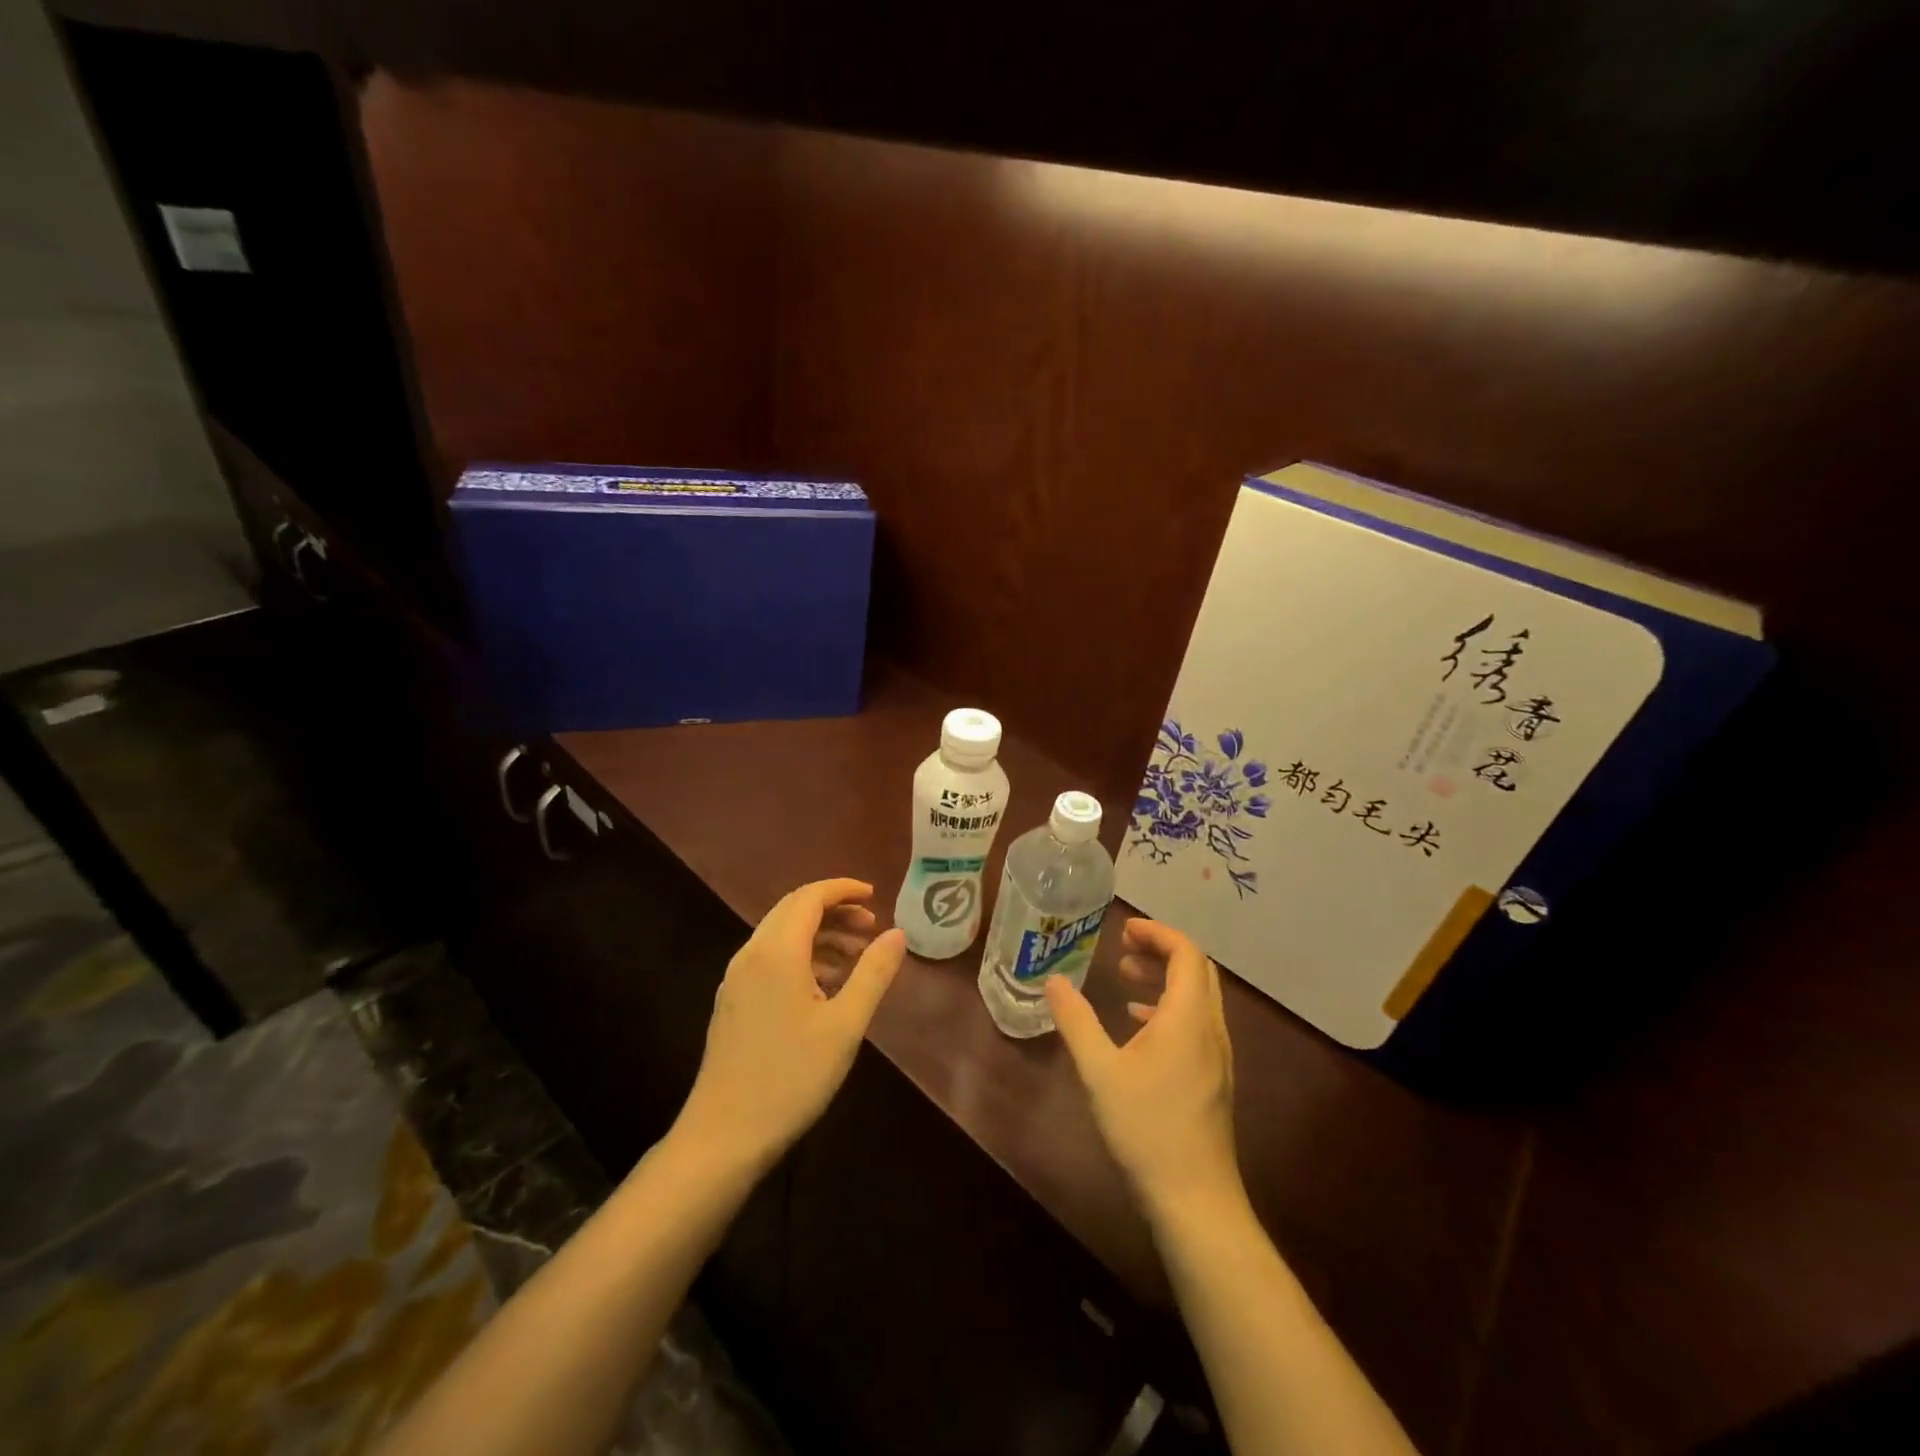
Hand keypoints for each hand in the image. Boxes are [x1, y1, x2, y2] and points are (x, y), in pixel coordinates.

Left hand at [677, 879, 904, 1172]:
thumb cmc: (791, 1077)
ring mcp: (736, 979)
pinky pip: (770, 959)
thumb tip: (897, 933)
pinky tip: (826, 986)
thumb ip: (873, 973)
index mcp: (776, 952)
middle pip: (793, 910)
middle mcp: (751, 955)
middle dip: (834, 910)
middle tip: (871, 926)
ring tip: (857, 957)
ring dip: (819, 935)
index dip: (843, 890)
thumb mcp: (845, 1025)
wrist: (723, 1136)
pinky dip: (802, 956)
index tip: (875, 895)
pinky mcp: (732, 1002)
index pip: (809, 897)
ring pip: (781, 935)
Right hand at [1046, 918, 1242, 1222]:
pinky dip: (1170, 1008)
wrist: (1195, 1199)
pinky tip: (1138, 1026)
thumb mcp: (1100, 1071)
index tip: (1123, 930)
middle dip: (1161, 950)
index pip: (1185, 953)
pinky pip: (1196, 1022)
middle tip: (1123, 948)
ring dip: (1165, 978)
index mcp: (1188, 1017)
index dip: (1157, 933)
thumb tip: (1054, 981)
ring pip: (1197, 997)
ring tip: (1125, 978)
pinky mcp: (1213, 1078)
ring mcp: (1217, 1056)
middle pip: (1196, 970)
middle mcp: (1210, 1028)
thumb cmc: (1146, 1128)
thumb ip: (1076, 1021)